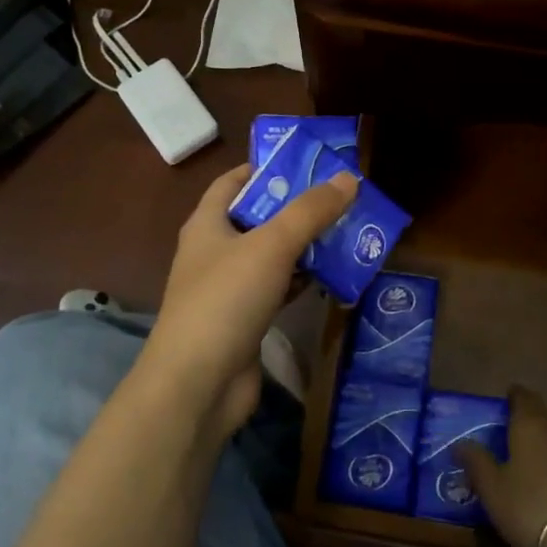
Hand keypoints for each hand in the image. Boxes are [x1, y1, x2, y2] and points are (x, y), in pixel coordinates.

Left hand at [135, 163, 359, 439]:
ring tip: (347, 231)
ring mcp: (229, 288)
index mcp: (207, 224)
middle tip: (340, 197)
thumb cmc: (226, 300)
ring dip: (304, 245)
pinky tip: (332, 275)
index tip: (306, 162)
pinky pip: (278, 288)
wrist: (198, 384)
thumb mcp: (271, 246)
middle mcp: (215, 251)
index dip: (265, 167)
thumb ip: (310, 211)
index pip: (233, 181)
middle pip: (258, 217)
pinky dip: (301, 280)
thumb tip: (348, 178)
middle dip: (296, 207)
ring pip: (272, 255)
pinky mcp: (245, 320)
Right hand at [455, 386, 546, 546]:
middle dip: (526, 430)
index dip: (513, 397)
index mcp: (531, 424)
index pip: (523, 397)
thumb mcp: (492, 488)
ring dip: (544, 453)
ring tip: (528, 474)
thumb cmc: (530, 506)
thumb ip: (476, 461)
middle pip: (541, 421)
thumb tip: (460, 443)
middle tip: (508, 447)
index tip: (504, 402)